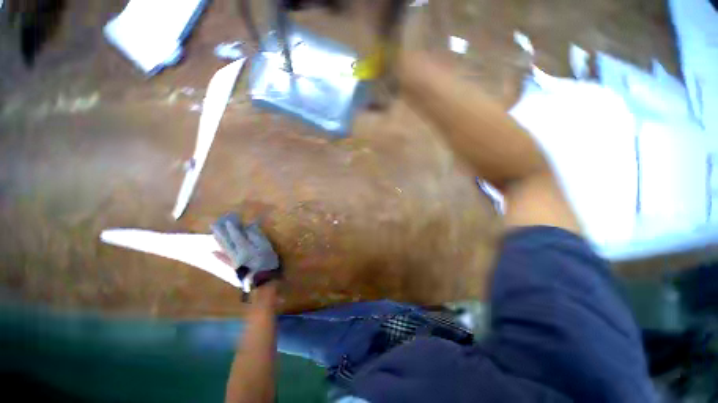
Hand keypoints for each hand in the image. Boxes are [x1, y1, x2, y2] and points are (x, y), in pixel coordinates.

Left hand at [211, 214, 280, 292]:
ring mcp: (233, 261)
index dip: (232, 228)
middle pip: (227, 241)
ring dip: (218, 240)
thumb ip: (257, 237)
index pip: (236, 235)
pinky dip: (218, 256)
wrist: (262, 281)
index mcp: (245, 247)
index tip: (228, 220)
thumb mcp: (266, 247)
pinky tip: (213, 252)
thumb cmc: (267, 262)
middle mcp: (236, 253)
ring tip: (213, 233)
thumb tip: (249, 227)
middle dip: (221, 232)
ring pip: (224, 249)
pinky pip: (224, 261)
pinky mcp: (233, 268)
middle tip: (214, 224)